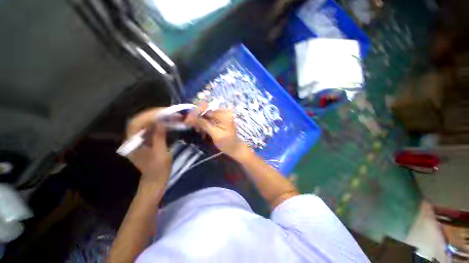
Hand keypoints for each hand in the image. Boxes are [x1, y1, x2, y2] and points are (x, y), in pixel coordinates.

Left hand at [126, 108, 171, 185]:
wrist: (155, 178)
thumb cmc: (159, 169)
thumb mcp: (161, 154)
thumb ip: (159, 137)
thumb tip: (160, 122)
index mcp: (133, 143)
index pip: (137, 123)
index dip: (149, 115)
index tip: (164, 112)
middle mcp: (133, 138)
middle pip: (141, 120)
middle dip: (155, 114)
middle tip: (170, 112)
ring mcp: (139, 138)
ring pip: (146, 122)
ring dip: (159, 117)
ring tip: (172, 115)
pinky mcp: (145, 139)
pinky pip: (151, 127)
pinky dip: (160, 122)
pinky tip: (169, 121)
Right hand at [186, 105, 250, 160]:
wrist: (234, 148)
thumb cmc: (227, 143)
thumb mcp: (215, 134)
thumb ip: (204, 124)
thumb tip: (190, 117)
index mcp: (224, 114)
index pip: (206, 108)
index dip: (195, 112)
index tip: (187, 120)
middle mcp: (223, 111)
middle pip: (205, 110)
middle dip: (197, 118)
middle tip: (189, 125)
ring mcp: (221, 115)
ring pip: (205, 115)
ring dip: (199, 122)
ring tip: (198, 131)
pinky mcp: (219, 120)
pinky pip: (208, 119)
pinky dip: (203, 124)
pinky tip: (202, 131)